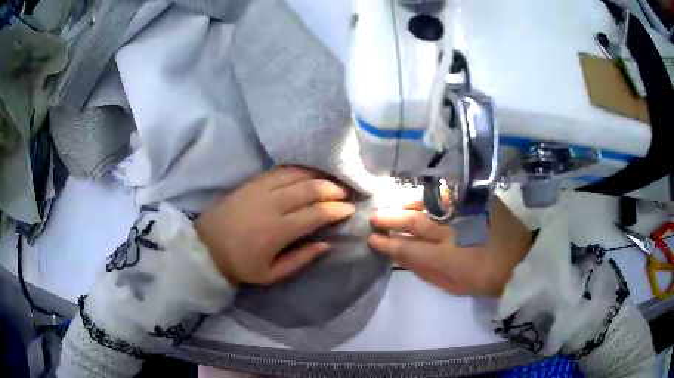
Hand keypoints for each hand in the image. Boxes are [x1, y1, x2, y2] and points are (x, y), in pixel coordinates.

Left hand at [195, 166, 354, 285]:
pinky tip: (308, 172)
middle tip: (346, 193)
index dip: (338, 209)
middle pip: (310, 189)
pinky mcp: (251, 182)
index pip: (317, 213)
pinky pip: (280, 170)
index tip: (350, 209)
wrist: (206, 247)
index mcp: (278, 231)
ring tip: (332, 180)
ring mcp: (260, 189)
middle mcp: (272, 205)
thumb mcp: (271, 274)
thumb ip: (301, 259)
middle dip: (333, 189)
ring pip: (297, 175)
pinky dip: (298, 169)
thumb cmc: (240, 265)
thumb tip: (327, 244)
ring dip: (319, 176)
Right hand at [368, 196, 530, 296]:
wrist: (521, 259)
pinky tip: (419, 198)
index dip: (388, 242)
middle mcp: (455, 229)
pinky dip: (430, 196)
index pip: (409, 247)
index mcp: (449, 256)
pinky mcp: (479, 199)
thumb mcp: (454, 286)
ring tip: (393, 206)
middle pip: (416, 220)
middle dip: (391, 218)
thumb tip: (399, 256)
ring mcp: (467, 211)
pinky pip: (448, 194)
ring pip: (430, 203)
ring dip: (407, 204)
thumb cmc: (486, 278)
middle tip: (374, 217)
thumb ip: (424, 271)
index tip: (372, 239)